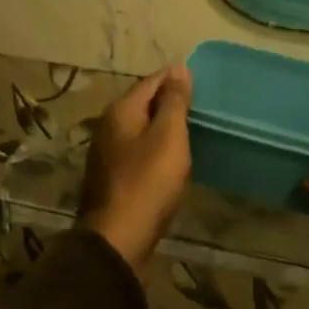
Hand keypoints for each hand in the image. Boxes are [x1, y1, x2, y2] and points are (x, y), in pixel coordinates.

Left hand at [78, 66, 193, 270]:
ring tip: (190, 128)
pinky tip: (170, 156)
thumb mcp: (168, 137)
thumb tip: (178, 68)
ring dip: (161, 125)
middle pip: (143, 103)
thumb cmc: (147, 182)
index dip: (176, 78)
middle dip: (169, 101)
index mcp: (121, 111)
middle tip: (200, 105)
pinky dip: (154, 146)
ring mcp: (107, 152)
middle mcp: (109, 125)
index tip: (201, 81)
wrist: (117, 239)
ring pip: (140, 127)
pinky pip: (137, 149)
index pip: (152, 81)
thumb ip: (174, 102)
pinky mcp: (112, 175)